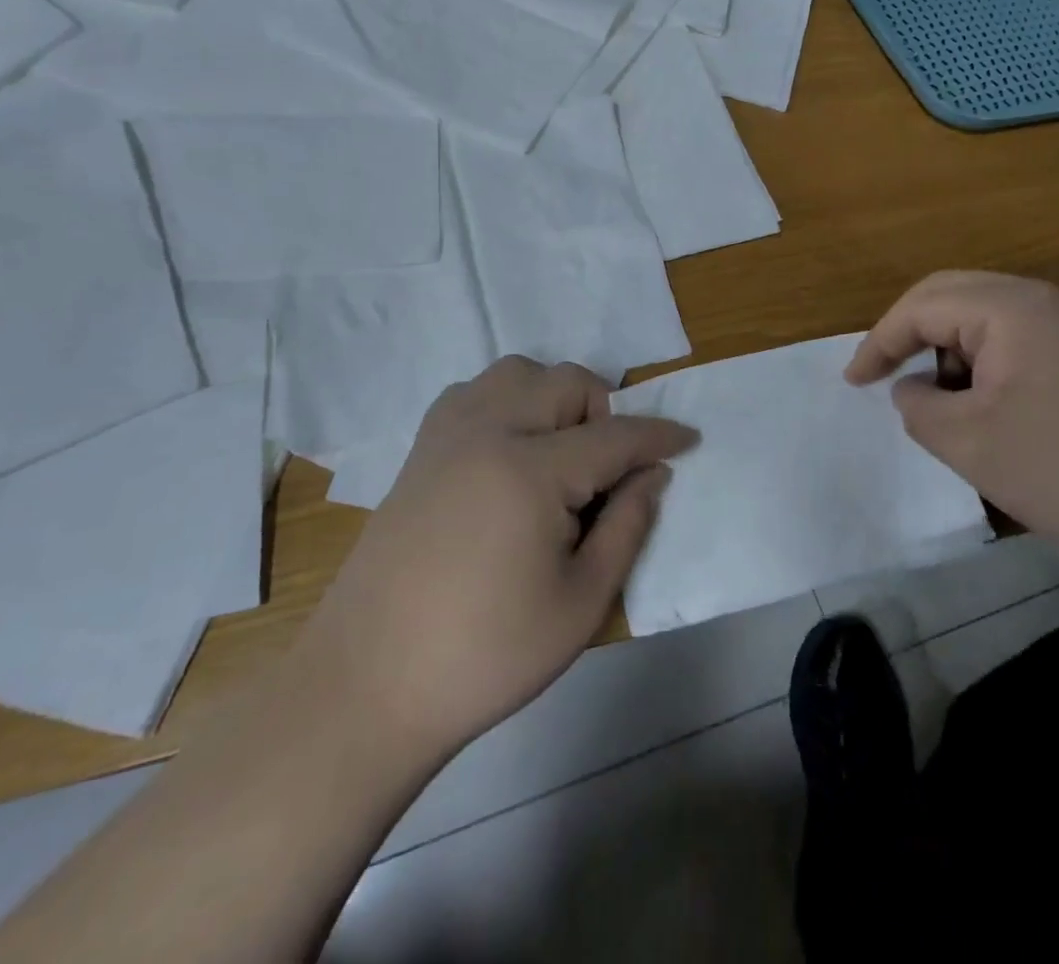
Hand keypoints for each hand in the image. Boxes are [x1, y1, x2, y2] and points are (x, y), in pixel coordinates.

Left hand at [311, 356, 696, 761]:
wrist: (368, 684)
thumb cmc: (486, 655)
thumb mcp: (580, 604)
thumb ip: (627, 526)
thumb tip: (653, 474)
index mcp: (530, 470)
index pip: (615, 435)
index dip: (659, 436)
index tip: (690, 438)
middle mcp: (488, 431)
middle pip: (566, 382)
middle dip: (604, 412)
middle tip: (611, 469)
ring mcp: (446, 435)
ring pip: (517, 373)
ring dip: (552, 398)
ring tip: (559, 454)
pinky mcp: (419, 450)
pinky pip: (474, 393)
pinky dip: (506, 402)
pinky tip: (508, 452)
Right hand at [845, 271, 1058, 576]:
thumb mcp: (967, 442)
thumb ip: (917, 406)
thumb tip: (912, 388)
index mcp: (1012, 307)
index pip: (923, 305)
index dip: (879, 341)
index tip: (853, 382)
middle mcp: (1048, 298)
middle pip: (955, 295)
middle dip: (911, 334)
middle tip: (884, 374)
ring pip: (990, 315)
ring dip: (953, 348)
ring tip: (944, 401)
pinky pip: (1024, 337)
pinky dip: (990, 361)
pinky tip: (992, 405)